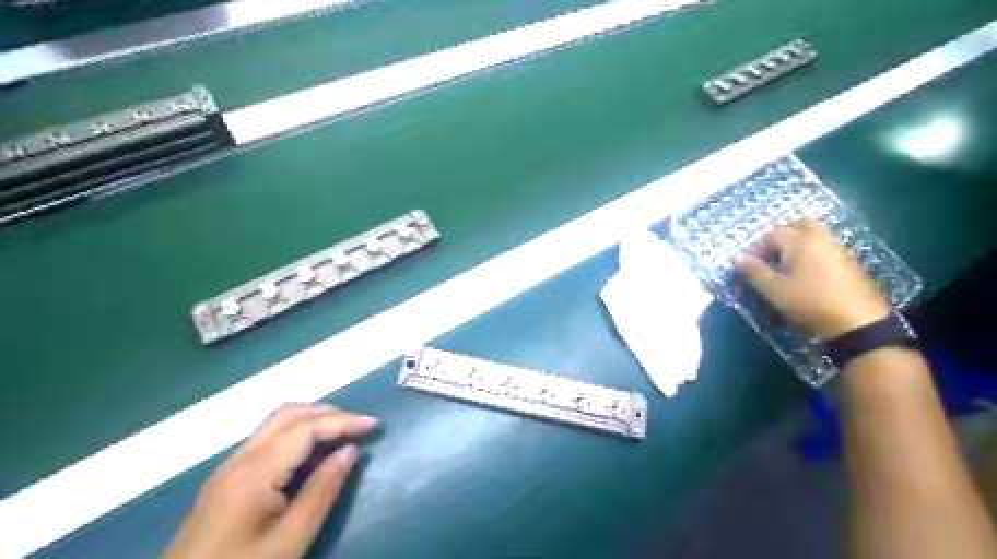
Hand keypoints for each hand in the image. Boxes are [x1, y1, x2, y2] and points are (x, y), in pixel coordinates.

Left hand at [162, 405, 380, 558]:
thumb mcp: (291, 539)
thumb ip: (323, 491)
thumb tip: (351, 451)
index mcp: (255, 471)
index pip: (306, 427)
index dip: (343, 420)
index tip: (374, 425)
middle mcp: (240, 459)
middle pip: (289, 414)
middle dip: (328, 413)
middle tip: (359, 427)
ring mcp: (229, 467)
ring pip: (277, 423)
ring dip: (313, 421)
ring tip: (343, 436)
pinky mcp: (227, 479)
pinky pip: (268, 441)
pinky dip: (297, 435)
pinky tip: (313, 457)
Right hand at [731, 222, 886, 338]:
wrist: (858, 323)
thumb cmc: (809, 302)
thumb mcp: (774, 290)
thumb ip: (755, 272)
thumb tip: (740, 260)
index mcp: (801, 241)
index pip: (772, 234)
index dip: (756, 248)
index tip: (747, 265)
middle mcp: (821, 238)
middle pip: (798, 226)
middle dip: (780, 237)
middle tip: (768, 256)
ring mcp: (838, 250)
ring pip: (813, 237)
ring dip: (796, 245)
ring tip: (784, 267)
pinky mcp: (850, 264)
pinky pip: (824, 249)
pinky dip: (811, 254)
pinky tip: (805, 275)